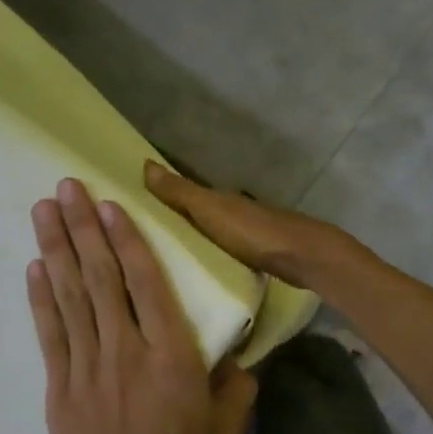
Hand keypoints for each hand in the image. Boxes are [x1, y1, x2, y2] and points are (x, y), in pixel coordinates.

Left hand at [28, 179, 256, 433]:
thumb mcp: (227, 432)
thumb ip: (235, 385)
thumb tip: (236, 354)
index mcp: (172, 358)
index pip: (147, 283)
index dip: (126, 239)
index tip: (110, 204)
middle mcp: (126, 352)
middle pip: (100, 278)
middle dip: (82, 227)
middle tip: (65, 186)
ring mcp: (87, 369)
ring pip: (69, 296)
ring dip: (55, 249)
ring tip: (43, 210)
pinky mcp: (59, 389)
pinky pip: (49, 333)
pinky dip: (40, 298)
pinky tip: (34, 267)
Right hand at [144, 161, 359, 291]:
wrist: (302, 257)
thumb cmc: (252, 232)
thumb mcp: (210, 211)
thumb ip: (180, 192)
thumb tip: (145, 163)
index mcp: (216, 198)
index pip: (180, 194)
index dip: (157, 198)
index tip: (130, 211)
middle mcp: (230, 211)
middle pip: (194, 214)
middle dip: (172, 222)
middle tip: (140, 241)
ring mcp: (245, 234)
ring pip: (209, 234)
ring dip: (191, 240)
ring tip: (163, 259)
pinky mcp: (255, 257)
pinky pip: (222, 253)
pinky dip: (209, 255)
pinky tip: (198, 270)